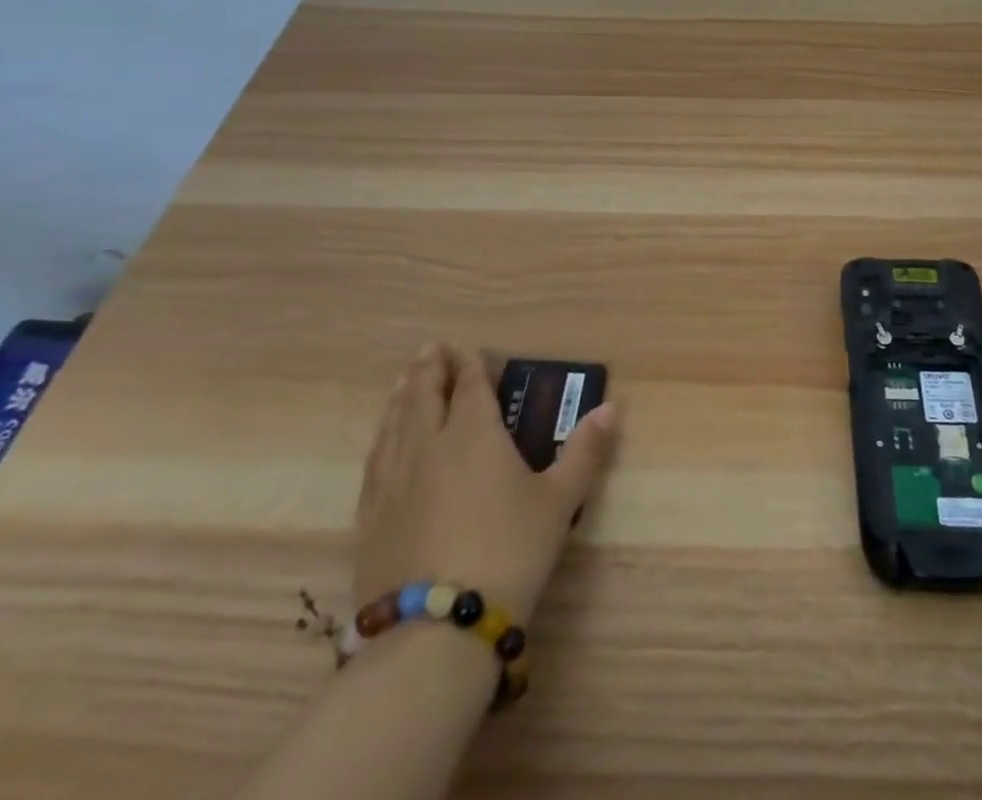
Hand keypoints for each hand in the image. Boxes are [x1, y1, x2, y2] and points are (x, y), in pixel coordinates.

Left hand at [356, 346, 619, 624]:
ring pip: (394, 421)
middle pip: (424, 394)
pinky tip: (383, 438)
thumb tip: (611, 408)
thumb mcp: (559, 502)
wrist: (435, 631)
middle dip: (431, 368)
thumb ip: (584, 451)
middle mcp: (429, 444)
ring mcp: (393, 478)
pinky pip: (375, 457)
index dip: (469, 364)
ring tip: (406, 379)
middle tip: (432, 349)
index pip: (469, 385)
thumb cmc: (508, 554)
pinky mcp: (370, 514)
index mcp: (474, 433)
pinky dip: (383, 434)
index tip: (467, 349)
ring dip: (402, 394)